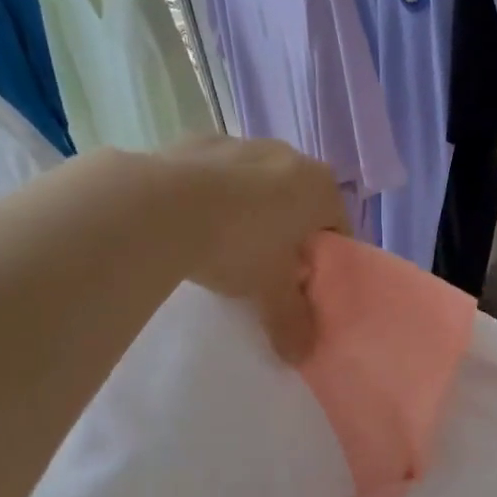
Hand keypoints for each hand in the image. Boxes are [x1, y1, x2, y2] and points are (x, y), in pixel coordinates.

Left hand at [165, 137, 348, 362]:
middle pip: (297, 202)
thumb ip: (292, 321)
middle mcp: (288, 155)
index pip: (336, 226)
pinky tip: (191, 224)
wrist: (160, 207)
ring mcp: (241, 143)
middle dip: (287, 233)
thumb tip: (302, 354)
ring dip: (248, 211)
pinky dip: (211, 195)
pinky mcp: (197, 141)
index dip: (322, 259)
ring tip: (222, 247)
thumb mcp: (270, 292)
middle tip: (265, 270)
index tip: (301, 284)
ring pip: (256, 185)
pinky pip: (216, 175)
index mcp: (319, 186)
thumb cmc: (238, 245)